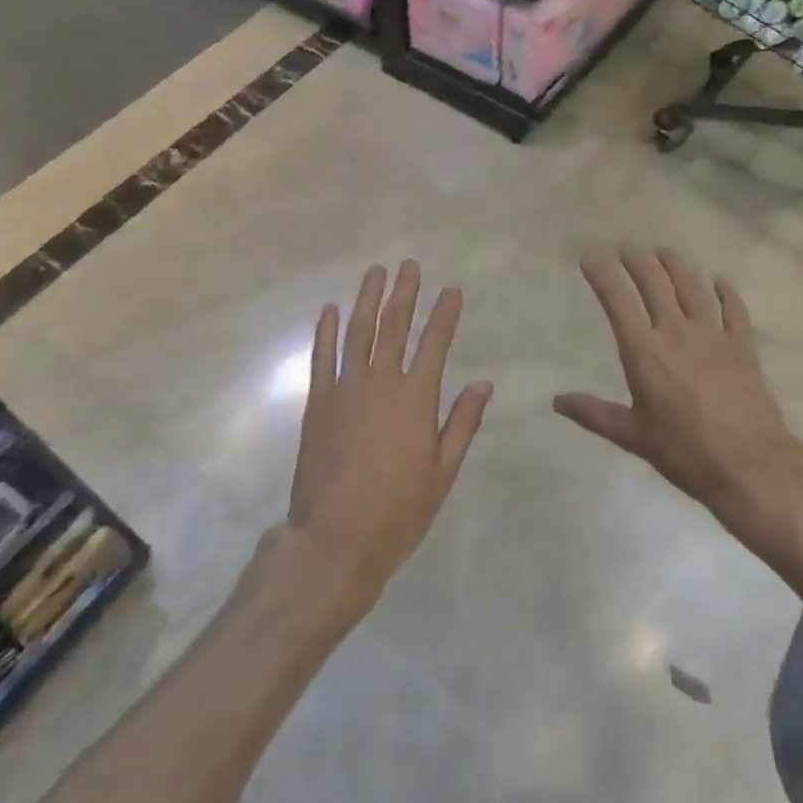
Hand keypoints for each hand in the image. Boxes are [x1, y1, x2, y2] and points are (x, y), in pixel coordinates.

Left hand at [287, 262, 490, 614]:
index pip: (434, 343)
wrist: (335, 538)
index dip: (444, 314)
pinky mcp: (318, 402)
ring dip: (367, 299)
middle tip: (408, 265)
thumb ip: (462, 423)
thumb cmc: (398, 510)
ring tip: (375, 272)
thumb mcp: (442, 472)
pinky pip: (322, 356)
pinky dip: (327, 331)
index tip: (451, 290)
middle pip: (394, 326)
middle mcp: (381, 382)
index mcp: (416, 398)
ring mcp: (345, 388)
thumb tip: (483, 384)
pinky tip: (330, 310)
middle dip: (404, 292)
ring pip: (358, 332)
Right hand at [555, 249, 802, 567]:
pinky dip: (727, 293)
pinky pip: (734, 310)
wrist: (751, 465)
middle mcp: (676, 333)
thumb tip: (557, 401)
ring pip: (692, 288)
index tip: (590, 260)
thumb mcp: (633, 436)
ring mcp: (713, 336)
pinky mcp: (742, 347)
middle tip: (628, 249)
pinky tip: (720, 281)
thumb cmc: (685, 452)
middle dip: (638, 262)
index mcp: (644, 352)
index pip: (617, 302)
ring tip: (665, 253)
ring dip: (677, 267)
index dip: (602, 277)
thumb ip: (594, 414)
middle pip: (655, 284)